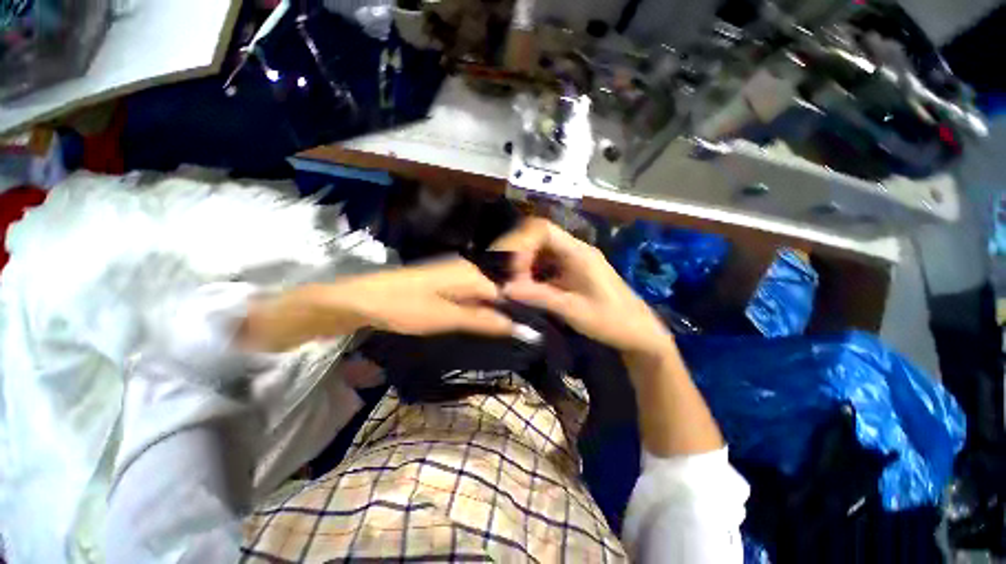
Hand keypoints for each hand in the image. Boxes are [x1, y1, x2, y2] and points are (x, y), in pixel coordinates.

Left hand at [339, 258, 512, 336]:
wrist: (361, 299)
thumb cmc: (405, 307)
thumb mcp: (447, 318)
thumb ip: (482, 320)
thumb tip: (516, 327)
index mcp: (470, 273)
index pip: (503, 292)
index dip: (508, 313)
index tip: (511, 334)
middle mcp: (466, 268)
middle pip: (491, 292)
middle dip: (493, 313)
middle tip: (493, 336)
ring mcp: (453, 272)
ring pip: (478, 295)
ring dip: (480, 313)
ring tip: (479, 332)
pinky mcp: (442, 280)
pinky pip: (465, 295)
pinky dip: (467, 309)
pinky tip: (462, 322)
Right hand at [492, 218, 672, 359]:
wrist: (638, 332)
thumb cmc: (611, 321)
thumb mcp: (573, 310)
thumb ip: (538, 296)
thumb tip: (505, 289)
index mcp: (579, 253)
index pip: (543, 230)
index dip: (521, 243)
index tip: (512, 270)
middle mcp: (575, 250)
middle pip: (538, 237)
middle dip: (517, 253)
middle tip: (504, 275)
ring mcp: (573, 260)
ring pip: (540, 250)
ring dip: (523, 263)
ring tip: (511, 283)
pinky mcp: (572, 271)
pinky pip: (545, 264)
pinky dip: (531, 273)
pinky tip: (525, 288)